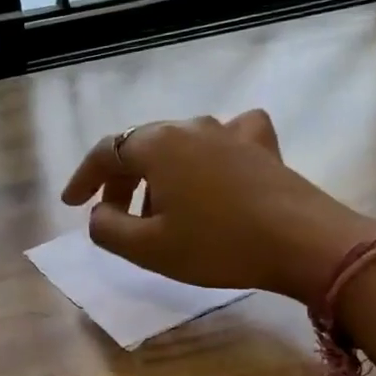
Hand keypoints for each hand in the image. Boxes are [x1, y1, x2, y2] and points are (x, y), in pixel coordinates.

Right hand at [60, 110, 375, 304]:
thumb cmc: (217, 245)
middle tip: (112, 213)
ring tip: (160, 208)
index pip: (105, 152)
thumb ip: (107, 229)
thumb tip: (99, 214)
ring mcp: (229, 132)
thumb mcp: (148, 248)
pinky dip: (210, 152)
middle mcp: (189, 127)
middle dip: (120, 179)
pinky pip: (225, 137)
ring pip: (179, 144)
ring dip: (160, 173)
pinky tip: (216, 166)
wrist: (303, 242)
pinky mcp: (261, 145)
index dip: (83, 178)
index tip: (71, 204)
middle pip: (140, 146)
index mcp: (156, 146)